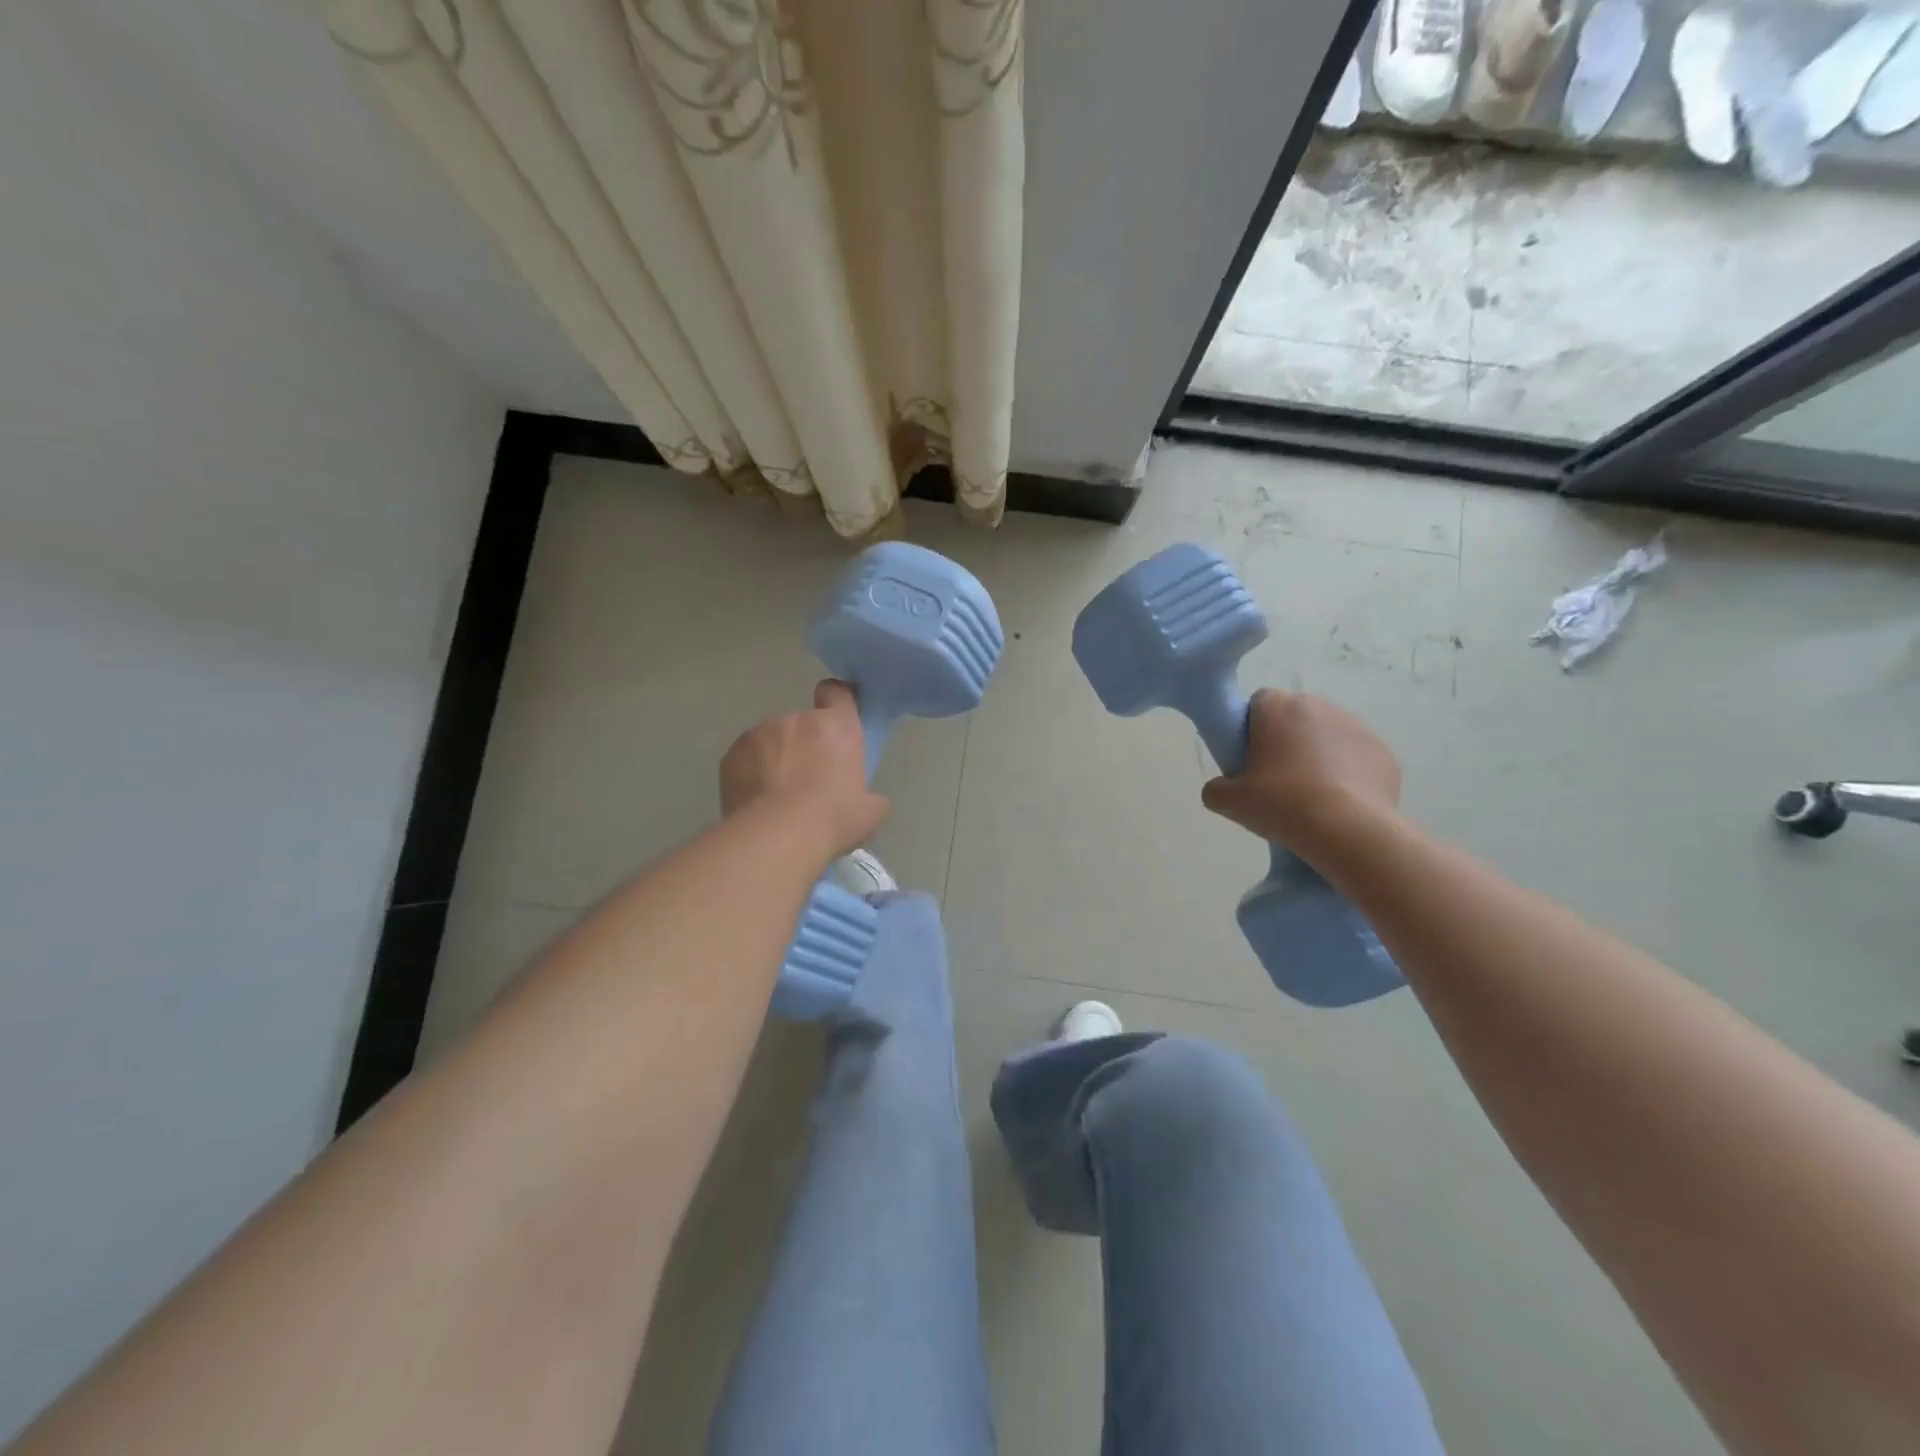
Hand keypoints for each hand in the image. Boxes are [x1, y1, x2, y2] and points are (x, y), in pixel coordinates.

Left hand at [719, 680, 889, 858]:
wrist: (777, 837)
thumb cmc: (833, 819)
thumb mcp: (870, 812)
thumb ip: (869, 793)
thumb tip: (865, 798)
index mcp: (837, 726)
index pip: (838, 692)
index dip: (836, 702)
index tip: (834, 721)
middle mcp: (798, 719)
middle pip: (803, 723)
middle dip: (804, 743)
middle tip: (807, 778)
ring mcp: (760, 733)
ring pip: (771, 739)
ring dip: (775, 757)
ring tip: (776, 794)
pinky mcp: (732, 753)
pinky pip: (745, 758)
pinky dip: (750, 772)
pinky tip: (756, 800)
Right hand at [1200, 689, 1399, 846]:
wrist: (1349, 831)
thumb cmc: (1283, 805)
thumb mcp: (1229, 803)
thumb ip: (1216, 788)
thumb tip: (1223, 788)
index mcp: (1278, 708)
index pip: (1258, 702)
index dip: (1252, 728)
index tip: (1251, 759)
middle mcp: (1318, 705)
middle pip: (1295, 716)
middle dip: (1287, 739)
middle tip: (1278, 779)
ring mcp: (1356, 726)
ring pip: (1327, 734)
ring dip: (1318, 753)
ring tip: (1312, 794)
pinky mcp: (1383, 751)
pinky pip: (1356, 755)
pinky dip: (1347, 772)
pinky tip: (1340, 802)